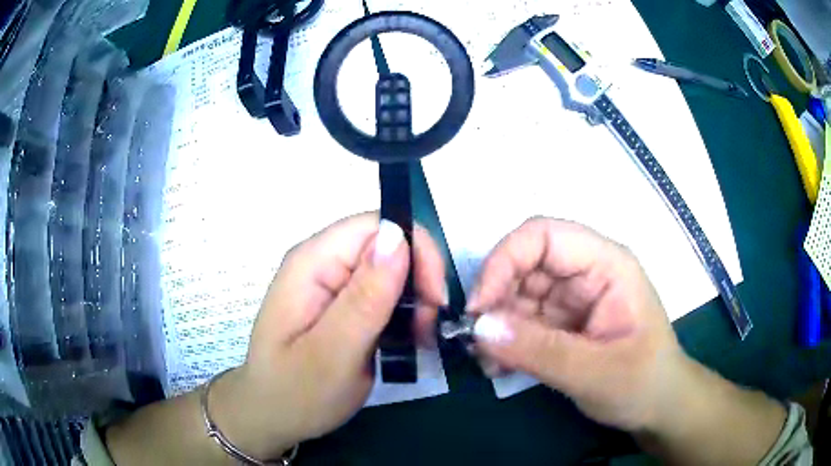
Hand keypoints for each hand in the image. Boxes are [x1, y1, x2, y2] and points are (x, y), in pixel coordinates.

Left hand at [210, 213, 445, 457]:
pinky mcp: (342, 305)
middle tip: (427, 328)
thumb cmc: (295, 393)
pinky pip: (384, 293)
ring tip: (418, 339)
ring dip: (415, 300)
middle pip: (387, 244)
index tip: (434, 298)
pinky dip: (405, 313)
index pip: (376, 225)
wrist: (272, 417)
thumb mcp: (333, 353)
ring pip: (391, 270)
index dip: (415, 250)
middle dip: (419, 279)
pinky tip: (408, 339)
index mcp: (312, 263)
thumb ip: (364, 298)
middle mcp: (322, 264)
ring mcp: (331, 284)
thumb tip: (397, 236)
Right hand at [466, 217, 686, 431]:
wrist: (658, 406)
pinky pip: (521, 322)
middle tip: (476, 342)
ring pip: (516, 295)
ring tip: (488, 364)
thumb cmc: (642, 382)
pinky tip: (499, 367)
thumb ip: (540, 350)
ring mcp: (571, 299)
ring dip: (495, 326)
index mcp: (605, 265)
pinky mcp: (560, 323)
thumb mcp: (595, 371)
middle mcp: (585, 273)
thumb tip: (479, 328)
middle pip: (524, 265)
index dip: (504, 261)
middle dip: (494, 300)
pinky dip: (503, 341)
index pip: (544, 236)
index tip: (478, 307)